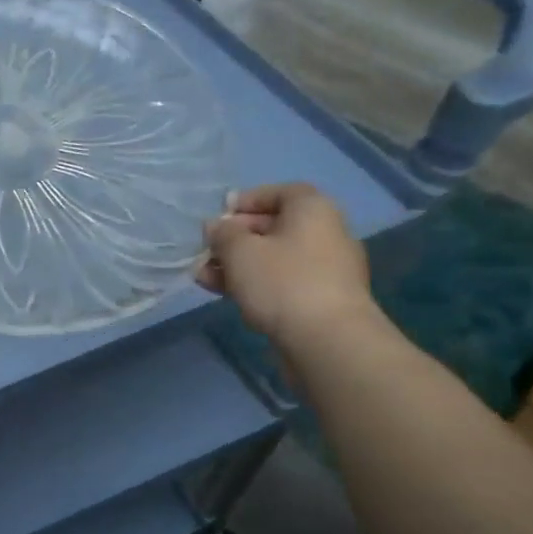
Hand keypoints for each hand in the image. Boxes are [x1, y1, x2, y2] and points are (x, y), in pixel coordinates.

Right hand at [195, 183, 376, 346]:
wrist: (328, 341)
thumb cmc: (282, 282)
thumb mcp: (240, 251)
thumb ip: (223, 234)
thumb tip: (216, 227)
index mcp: (313, 210)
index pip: (280, 192)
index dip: (247, 201)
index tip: (219, 216)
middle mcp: (326, 233)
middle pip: (275, 227)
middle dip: (235, 238)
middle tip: (206, 250)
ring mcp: (326, 269)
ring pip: (274, 258)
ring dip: (238, 264)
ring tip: (204, 276)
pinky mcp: (320, 300)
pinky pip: (282, 282)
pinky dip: (255, 283)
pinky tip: (225, 294)